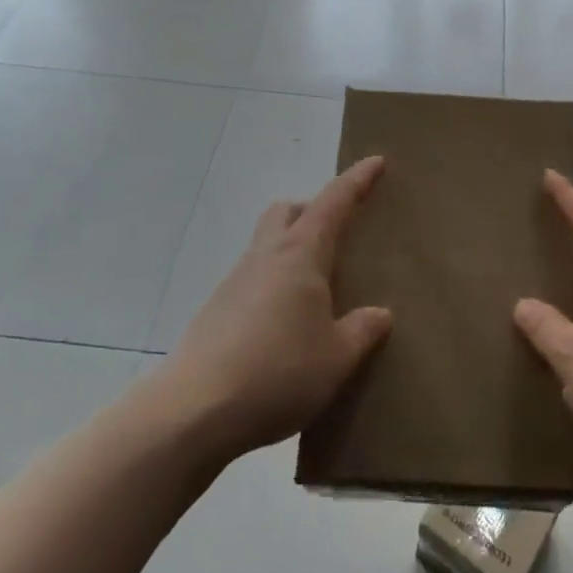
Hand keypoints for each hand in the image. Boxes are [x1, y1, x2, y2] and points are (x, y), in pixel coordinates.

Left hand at [166, 157, 392, 462]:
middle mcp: (266, 256)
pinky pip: (252, 278)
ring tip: (314, 287)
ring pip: (266, 243)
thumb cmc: (277, 372)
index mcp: (300, 255)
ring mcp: (235, 281)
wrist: (193, 411)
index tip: (376, 162)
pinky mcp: (216, 310)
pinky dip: (273, 283)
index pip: (334, 202)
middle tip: (336, 232)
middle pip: (287, 210)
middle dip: (312, 209)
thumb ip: (361, 331)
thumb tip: (379, 313)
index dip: (357, 180)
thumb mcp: (336, 358)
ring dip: (290, 248)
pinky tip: (284, 324)